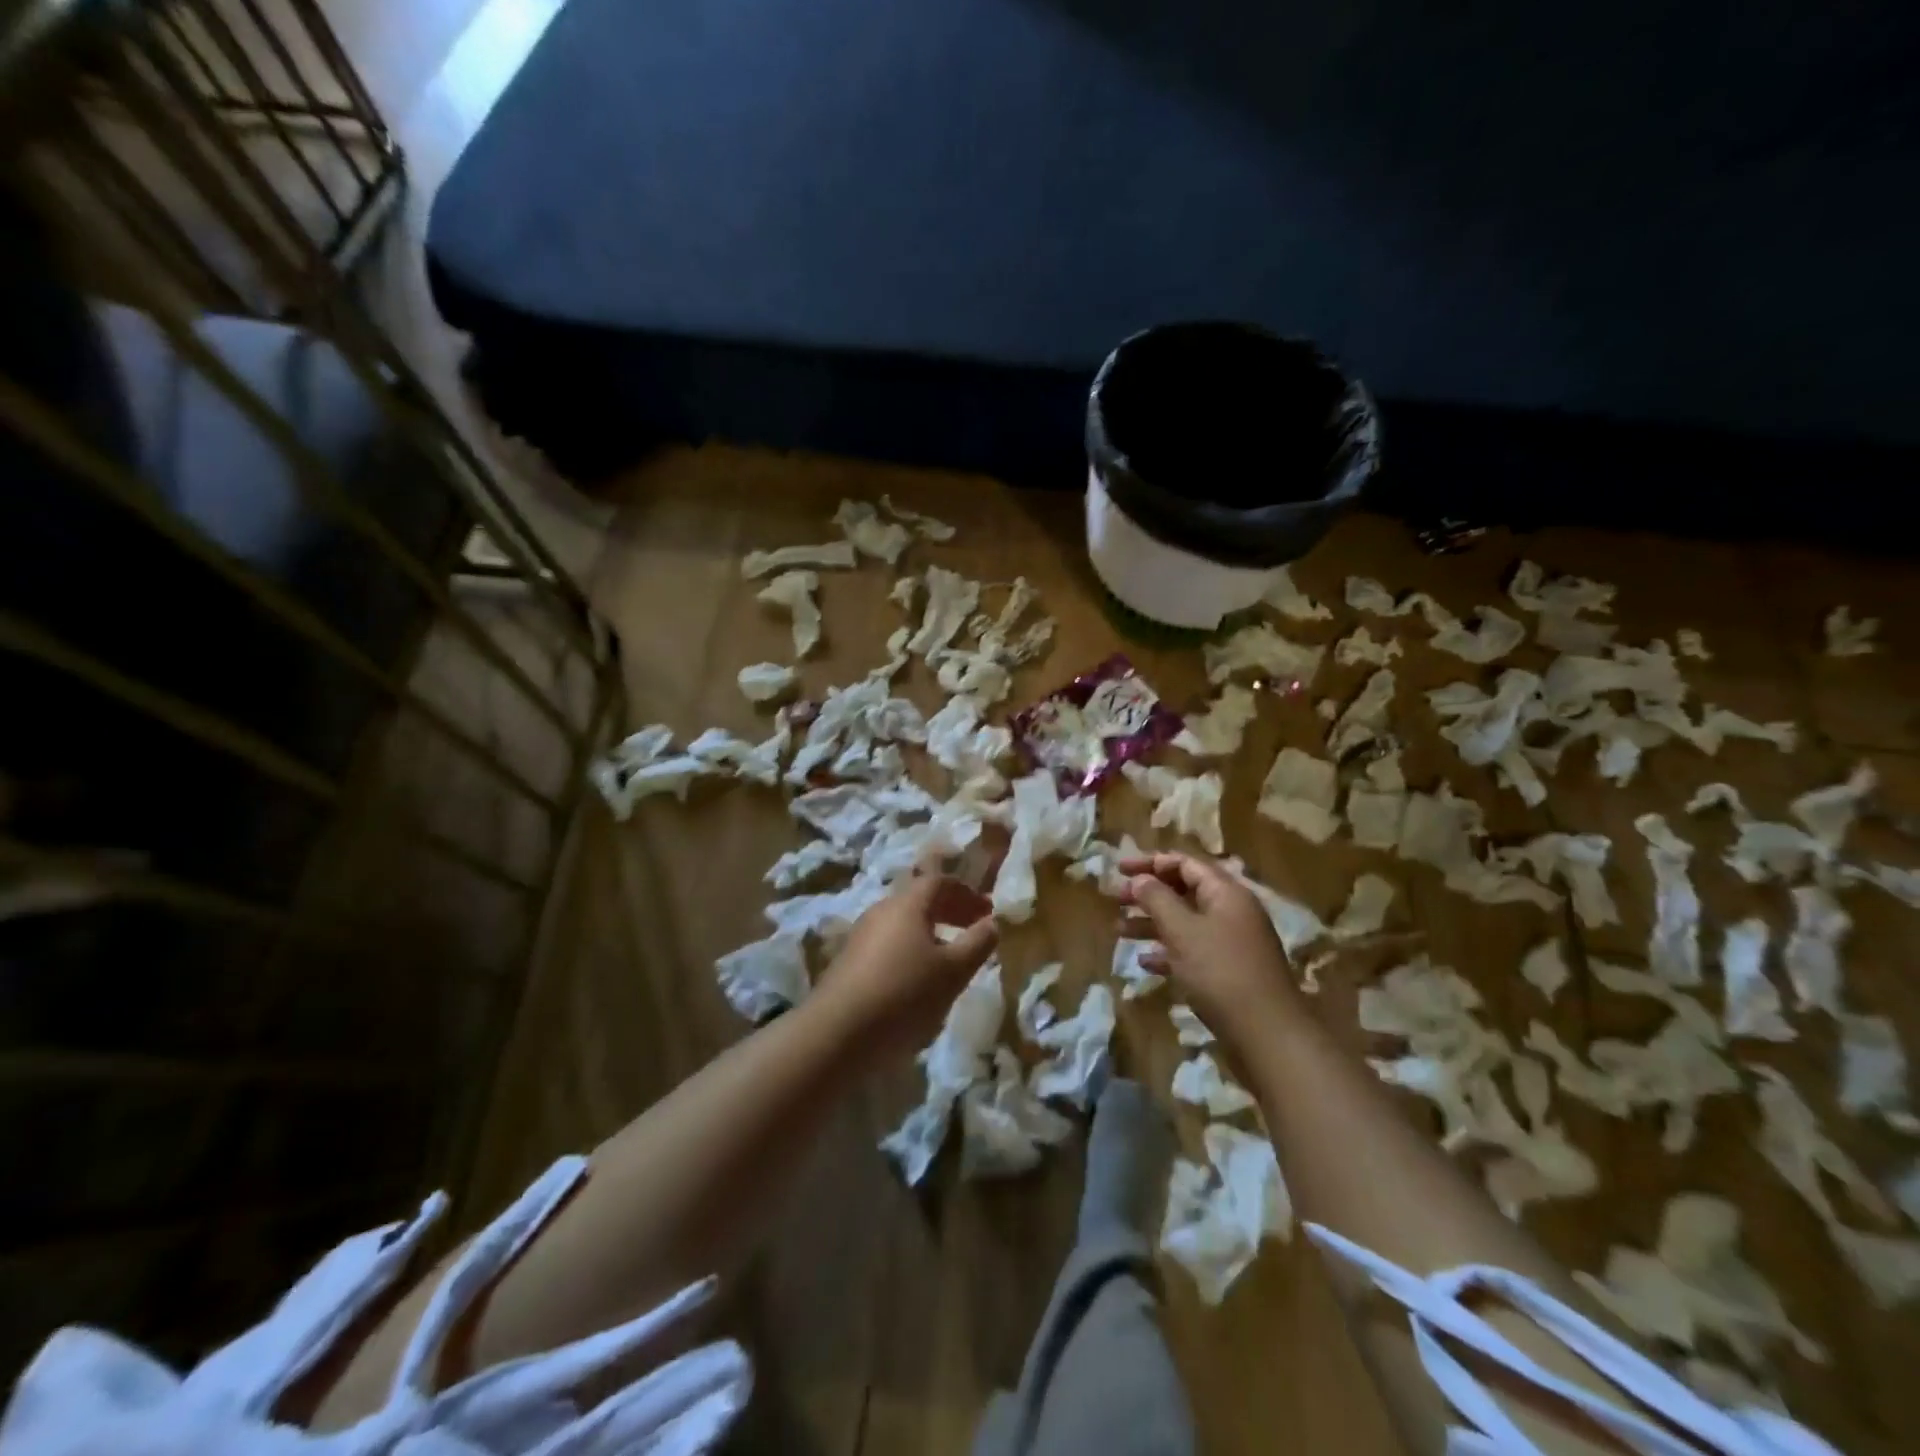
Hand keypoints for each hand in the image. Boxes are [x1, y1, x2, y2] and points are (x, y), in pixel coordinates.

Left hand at [819, 869, 998, 1053]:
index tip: (987, 910)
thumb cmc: (904, 994)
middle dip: (950, 910)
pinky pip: (888, 943)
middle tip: (973, 928)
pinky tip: (919, 979)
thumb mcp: (953, 971)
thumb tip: (992, 923)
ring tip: (950, 957)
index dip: (966, 892)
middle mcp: (881, 910)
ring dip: (930, 932)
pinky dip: (911, 949)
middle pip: (919, 899)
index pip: (939, 882)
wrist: (838, 1033)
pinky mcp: (849, 962)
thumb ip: (977, 943)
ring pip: (903, 923)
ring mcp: (861, 935)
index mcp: (907, 904)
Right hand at [1118, 852, 1297, 1039]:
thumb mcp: (1183, 931)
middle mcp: (1231, 912)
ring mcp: (1231, 943)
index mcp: (1226, 893)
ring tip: (1119, 931)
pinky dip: (1167, 952)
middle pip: (1184, 891)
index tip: (1119, 870)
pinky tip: (1145, 963)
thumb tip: (1140, 879)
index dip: (1150, 862)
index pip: (1185, 863)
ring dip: (1152, 924)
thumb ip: (1157, 899)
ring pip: (1185, 922)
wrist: (1267, 1035)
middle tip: (1115, 899)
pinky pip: (1192, 951)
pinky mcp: (1228, 972)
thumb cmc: (1221, 973)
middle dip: (1148, 894)